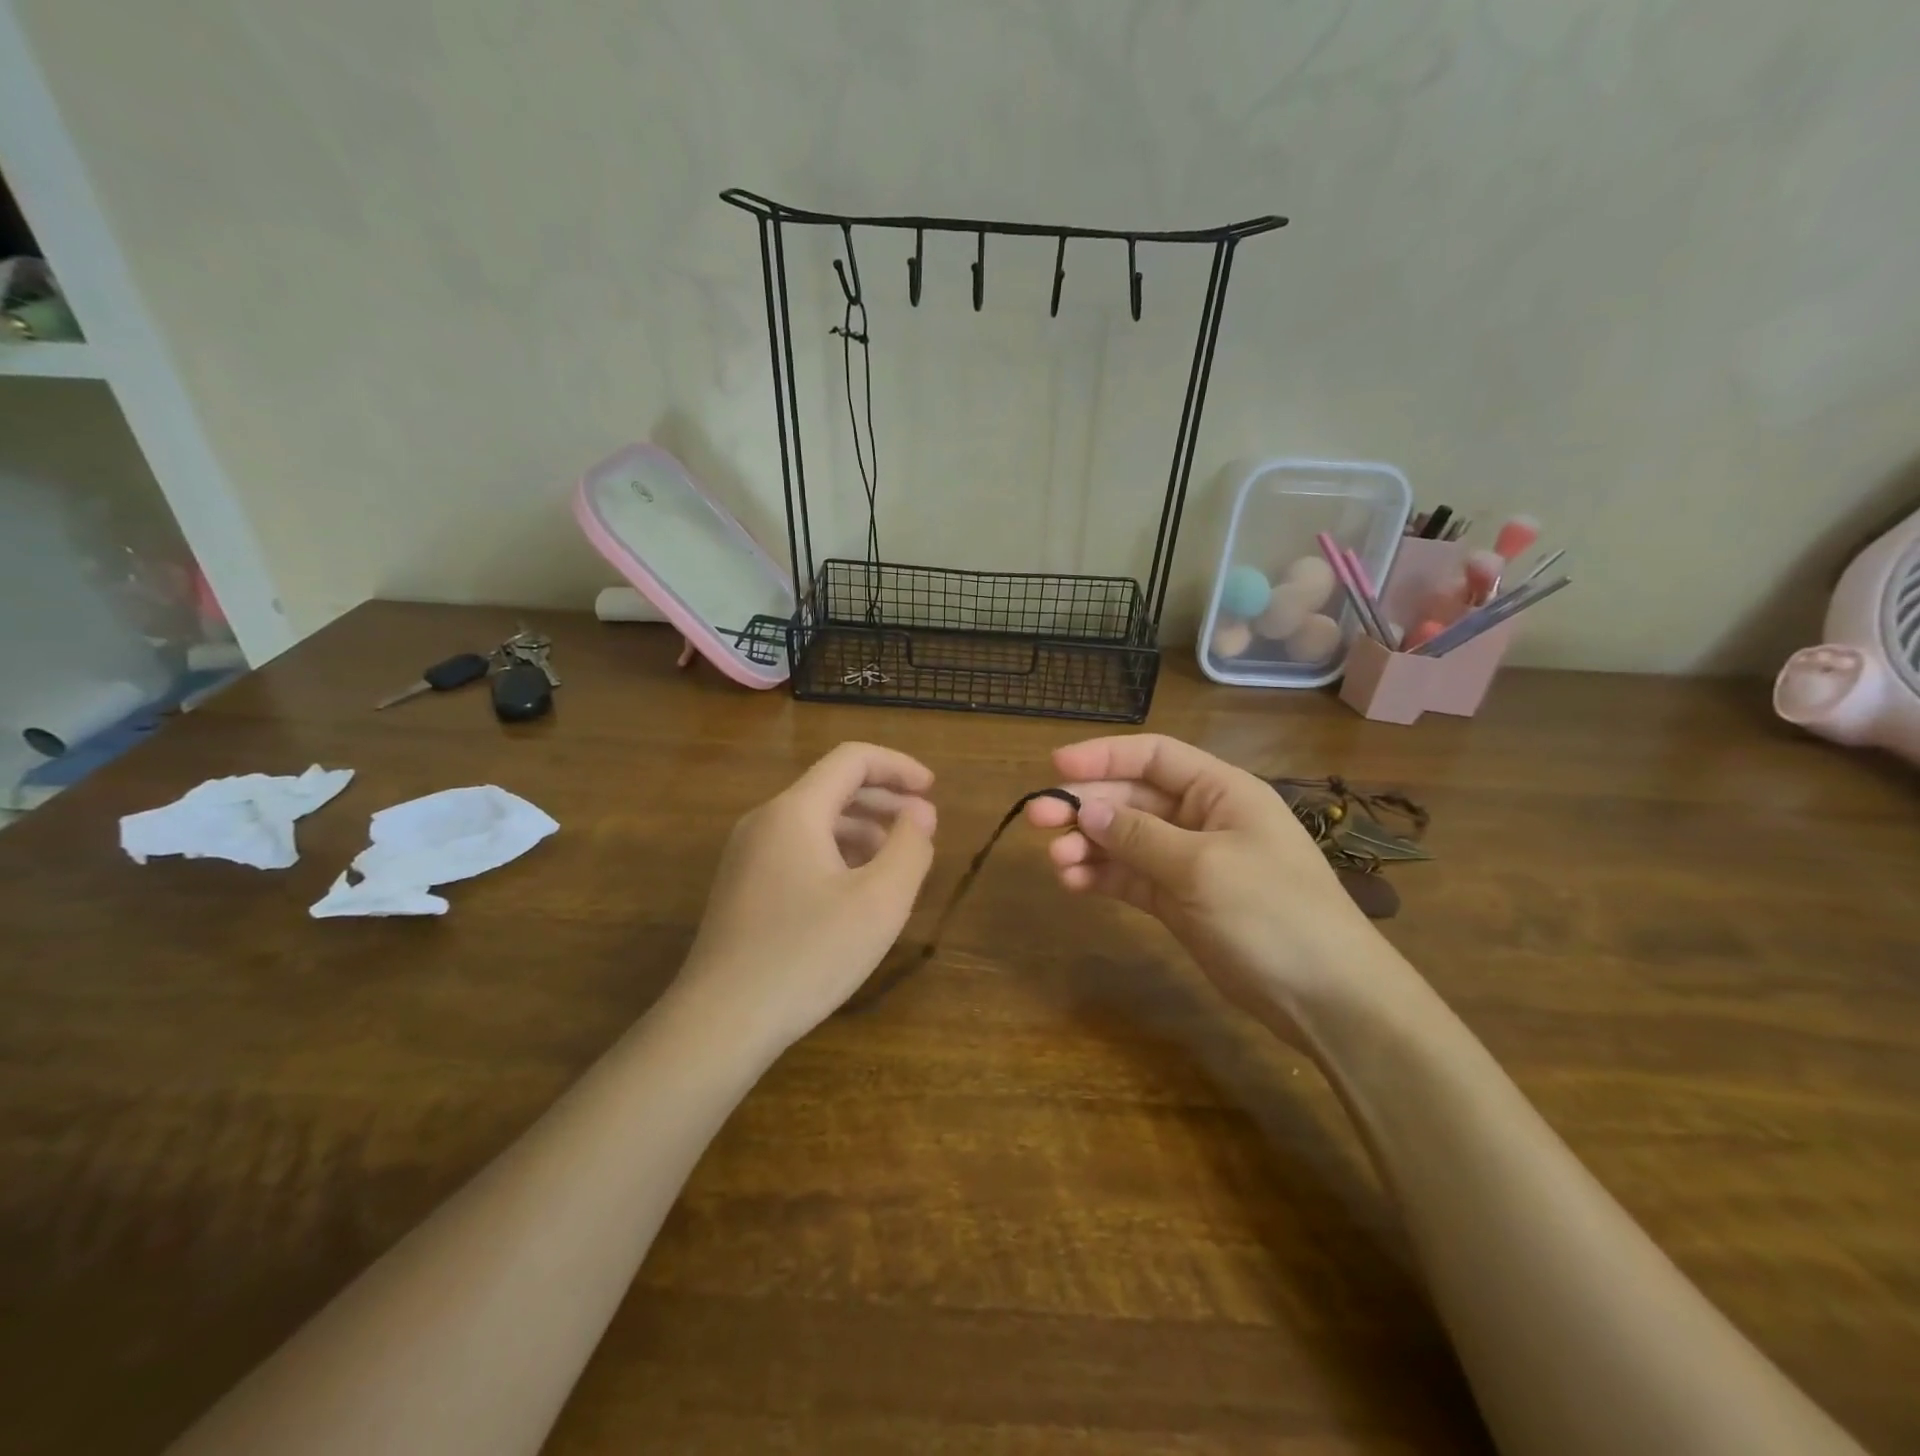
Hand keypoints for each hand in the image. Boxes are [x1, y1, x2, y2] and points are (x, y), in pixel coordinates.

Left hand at [679, 742, 936, 1053]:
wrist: (720, 1022)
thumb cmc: (807, 955)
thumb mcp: (879, 902)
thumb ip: (910, 849)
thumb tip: (920, 814)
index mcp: (795, 812)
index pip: (851, 760)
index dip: (898, 766)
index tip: (933, 790)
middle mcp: (765, 822)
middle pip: (832, 788)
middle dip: (885, 801)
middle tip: (924, 828)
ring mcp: (747, 856)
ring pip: (815, 823)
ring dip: (863, 831)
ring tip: (898, 863)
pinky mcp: (742, 888)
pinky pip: (798, 851)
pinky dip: (837, 855)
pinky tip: (857, 891)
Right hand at [1026, 734, 1398, 1034]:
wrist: (1327, 997)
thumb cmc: (1273, 913)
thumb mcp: (1203, 867)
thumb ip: (1139, 835)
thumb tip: (1085, 810)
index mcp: (1221, 791)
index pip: (1154, 757)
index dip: (1104, 756)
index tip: (1055, 767)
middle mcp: (1202, 818)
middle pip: (1132, 798)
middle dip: (1086, 806)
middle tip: (1037, 819)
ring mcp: (1189, 861)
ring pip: (1125, 840)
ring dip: (1088, 845)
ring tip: (1056, 861)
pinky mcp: (1179, 901)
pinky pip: (1131, 877)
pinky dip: (1102, 877)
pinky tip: (1074, 883)